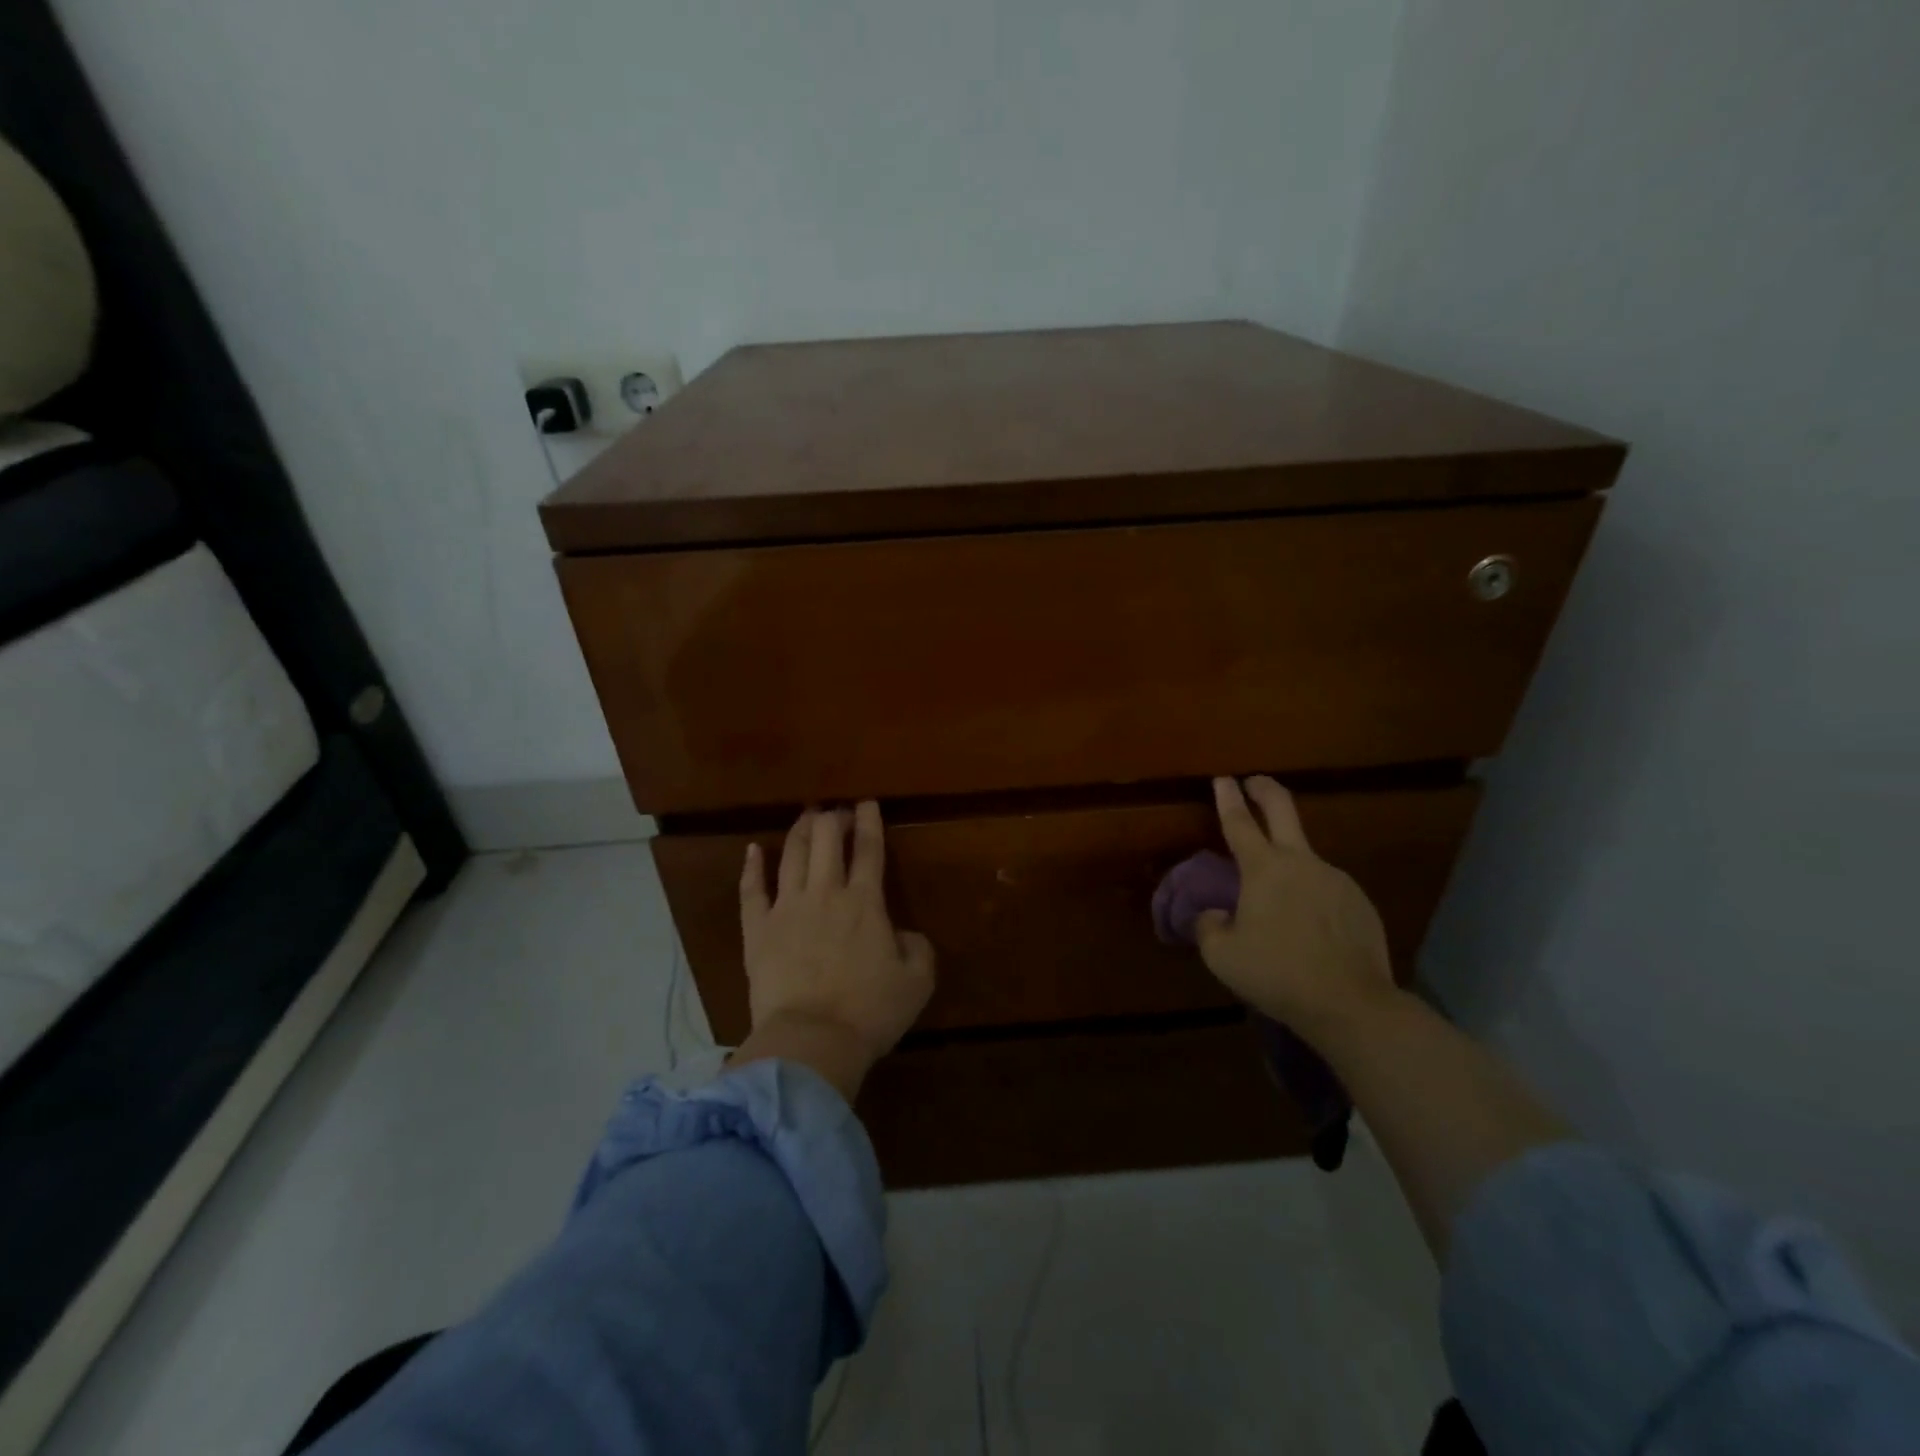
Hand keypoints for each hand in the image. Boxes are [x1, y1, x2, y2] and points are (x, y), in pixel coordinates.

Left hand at [733, 802, 934, 1097]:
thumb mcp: (917, 982)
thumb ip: (917, 948)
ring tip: (806, 817)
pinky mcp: (757, 930)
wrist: (812, 1040)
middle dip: (833, 818)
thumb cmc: (869, 1012)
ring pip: (792, 855)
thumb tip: (904, 934)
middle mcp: (826, 893)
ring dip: (801, 831)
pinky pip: (751, 891)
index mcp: (866, 902)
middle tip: (837, 811)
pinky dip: (752, 867)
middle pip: (827, 840)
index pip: (869, 849)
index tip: (867, 802)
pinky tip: (754, 849)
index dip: (869, 821)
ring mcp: (787, 909)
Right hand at [1196, 776, 1396, 1040]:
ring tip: (1276, 902)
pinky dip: (1311, 898)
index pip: (1239, 823)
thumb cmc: (1277, 973)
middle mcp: (1301, 863)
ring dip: (1287, 865)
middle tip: (1254, 781)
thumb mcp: (1222, 955)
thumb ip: (1208, 926)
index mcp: (1264, 869)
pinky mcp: (1359, 903)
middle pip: (1283, 810)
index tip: (1223, 779)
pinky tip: (1308, 929)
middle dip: (1265, 790)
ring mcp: (1336, 880)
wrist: (1351, 1004)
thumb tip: (1213, 914)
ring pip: (1305, 859)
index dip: (1227, 798)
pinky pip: (1326, 890)